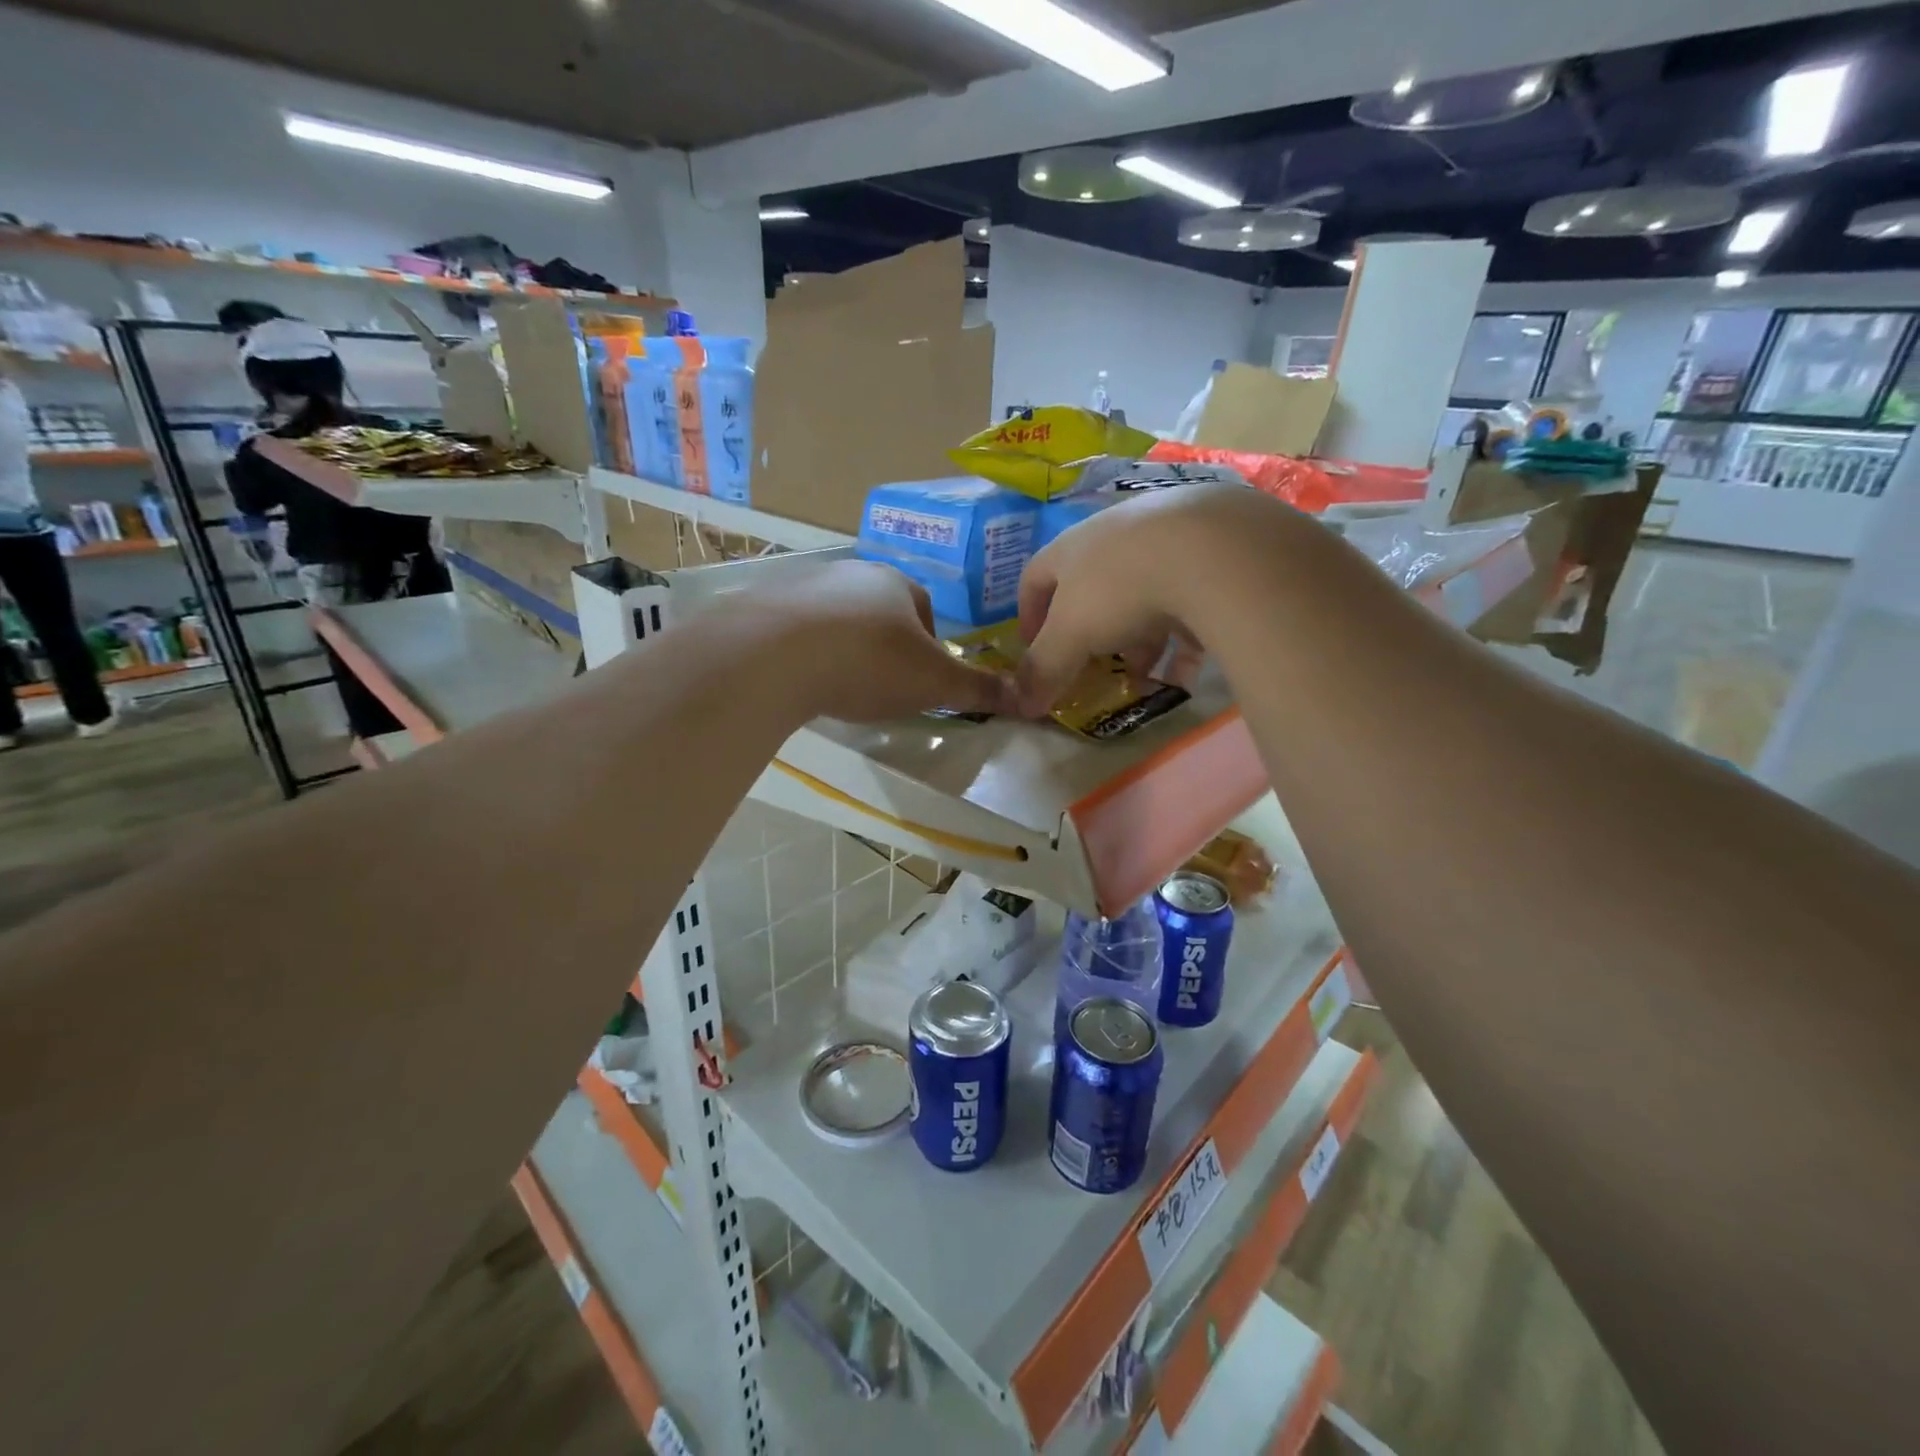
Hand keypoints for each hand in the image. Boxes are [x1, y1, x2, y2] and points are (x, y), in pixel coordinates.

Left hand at [758, 560, 1019, 723]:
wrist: (774, 656)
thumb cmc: (869, 663)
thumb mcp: (933, 683)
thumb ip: (977, 690)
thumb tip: (1025, 698)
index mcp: (895, 584)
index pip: (924, 609)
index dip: (928, 645)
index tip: (920, 679)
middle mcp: (850, 573)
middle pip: (878, 609)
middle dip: (884, 644)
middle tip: (880, 685)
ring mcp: (802, 585)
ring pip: (835, 617)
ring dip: (842, 645)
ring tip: (837, 685)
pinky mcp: (762, 604)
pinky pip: (794, 629)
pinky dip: (803, 650)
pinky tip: (799, 678)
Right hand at [1015, 483, 1300, 714]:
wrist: (1214, 550)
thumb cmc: (1121, 588)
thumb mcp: (1071, 635)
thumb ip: (1044, 669)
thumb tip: (1019, 705)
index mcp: (1072, 547)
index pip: (1035, 576)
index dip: (1029, 614)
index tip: (1033, 648)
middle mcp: (1116, 535)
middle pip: (1092, 587)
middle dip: (1090, 632)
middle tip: (1094, 666)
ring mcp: (1167, 538)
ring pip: (1143, 594)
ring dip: (1137, 639)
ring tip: (1142, 675)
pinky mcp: (1213, 553)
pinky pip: (1189, 601)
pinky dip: (1182, 638)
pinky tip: (1186, 672)